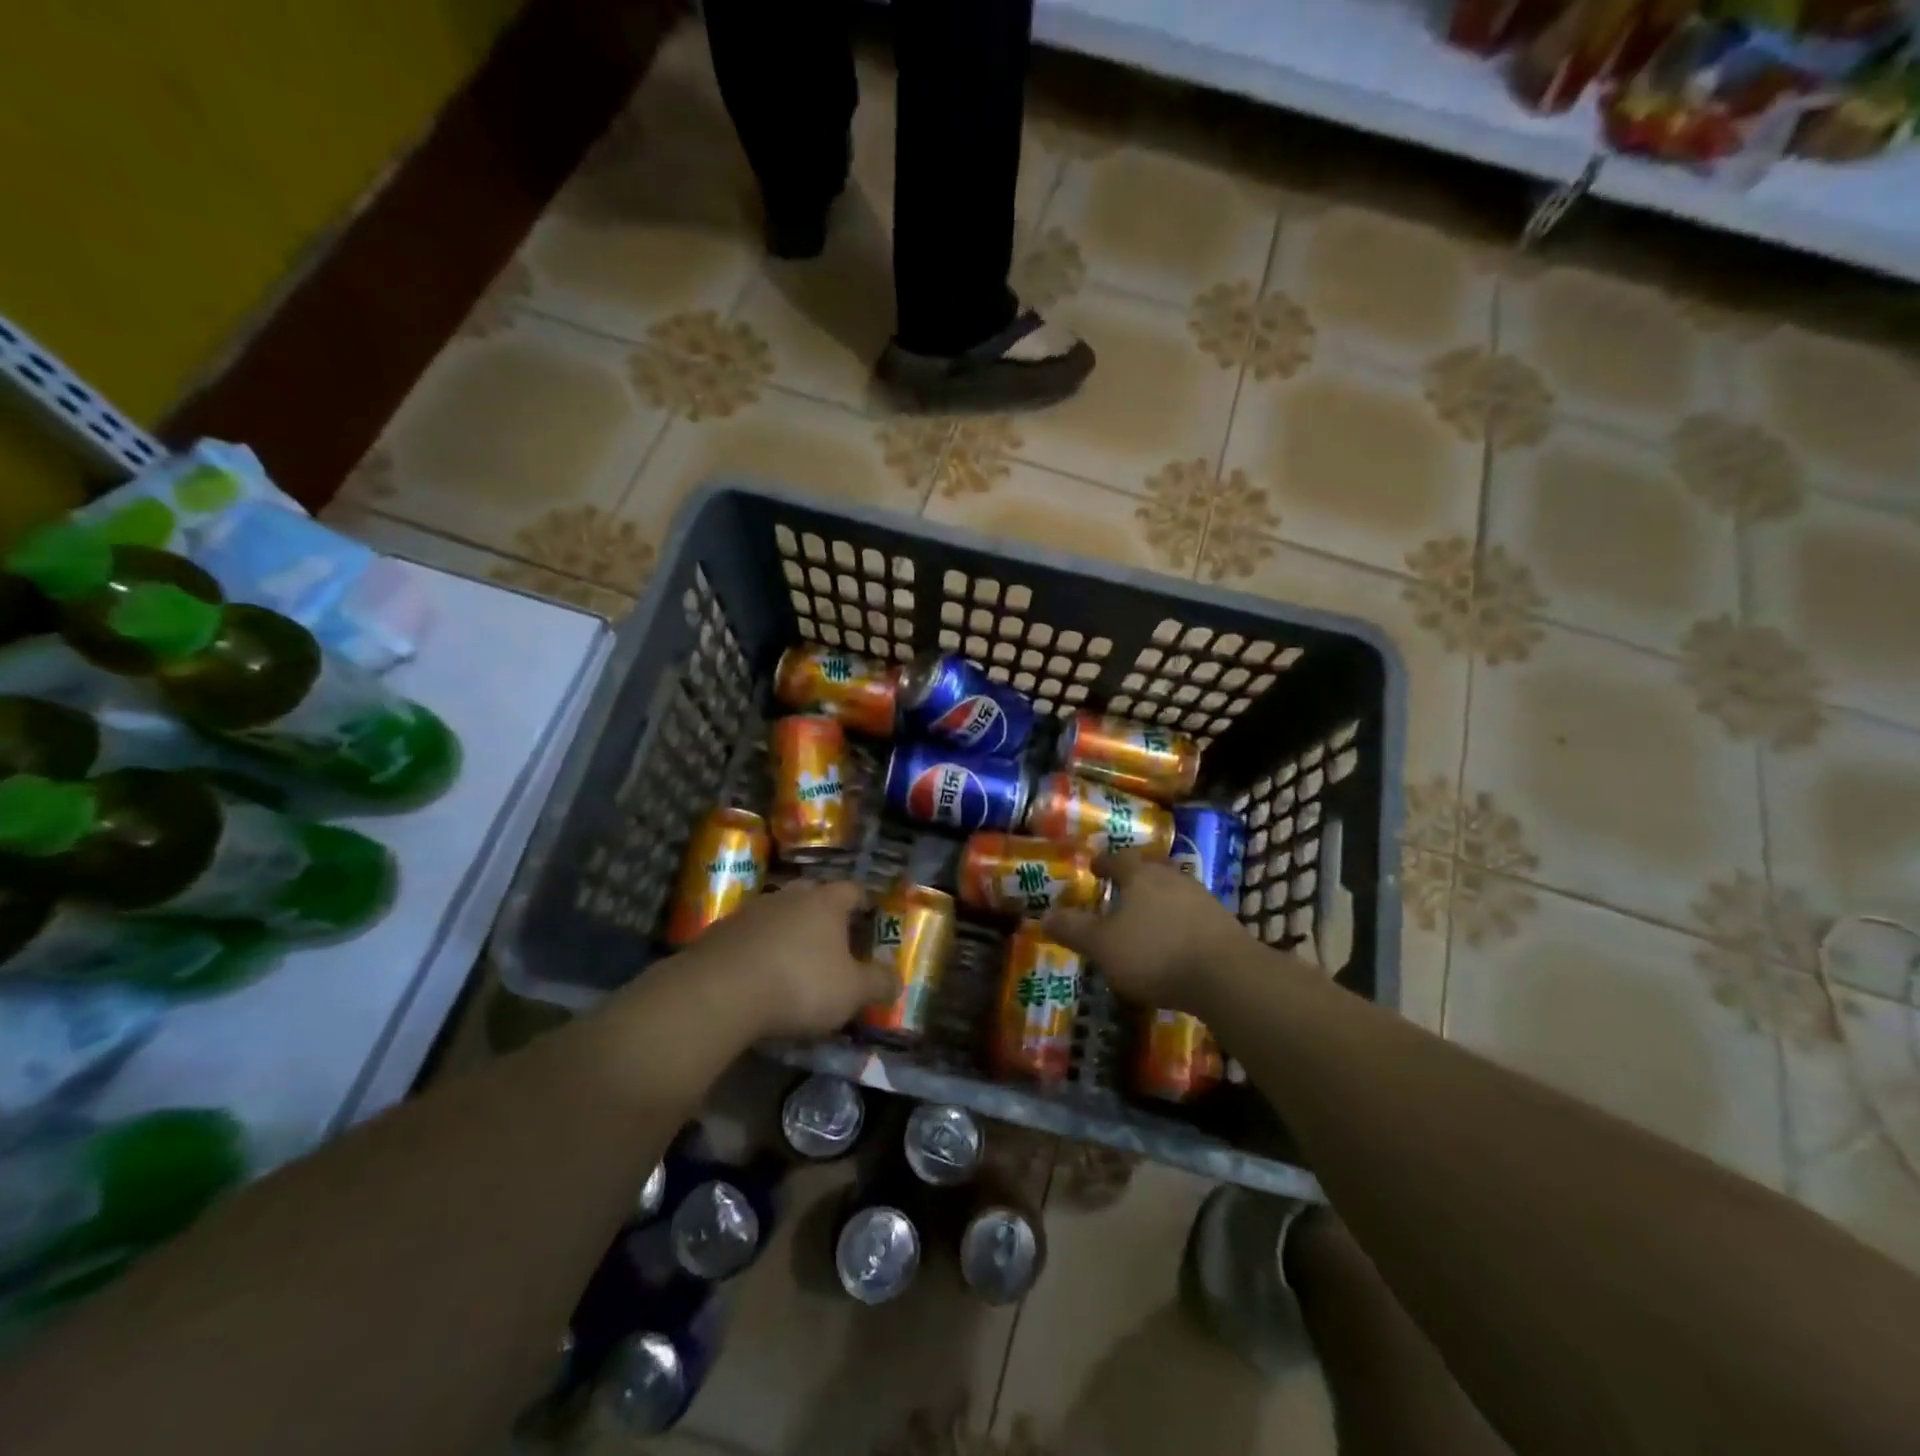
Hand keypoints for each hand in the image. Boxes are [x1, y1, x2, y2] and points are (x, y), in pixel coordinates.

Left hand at [679, 879, 895, 1038]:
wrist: (719, 992)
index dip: (863, 903)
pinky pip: (748, 934)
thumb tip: (896, 979)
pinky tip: (758, 974)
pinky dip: (758, 948)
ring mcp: (751, 910)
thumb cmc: (799, 984)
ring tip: (793, 959)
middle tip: (832, 937)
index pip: (852, 890)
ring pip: (778, 912)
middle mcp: (789, 896)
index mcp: (826, 902)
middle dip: (823, 912)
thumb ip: (878, 983)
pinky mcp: (719, 932)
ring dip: (787, 930)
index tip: (869, 916)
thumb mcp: (851, 993)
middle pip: (812, 894)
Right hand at [1043, 850, 1246, 1011]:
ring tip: (1144, 918)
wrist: (1227, 976)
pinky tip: (1172, 941)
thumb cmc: (1155, 953)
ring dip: (1158, 900)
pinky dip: (1177, 921)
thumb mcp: (1103, 945)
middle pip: (1150, 869)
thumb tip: (1044, 915)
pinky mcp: (1222, 923)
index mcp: (1140, 875)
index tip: (1094, 867)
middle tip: (1119, 889)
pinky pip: (1191, 914)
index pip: (1118, 858)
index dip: (1103, 862)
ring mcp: (1202, 898)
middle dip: (1134, 877)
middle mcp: (1172, 877)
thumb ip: (1074, 929)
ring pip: (1172, 890)